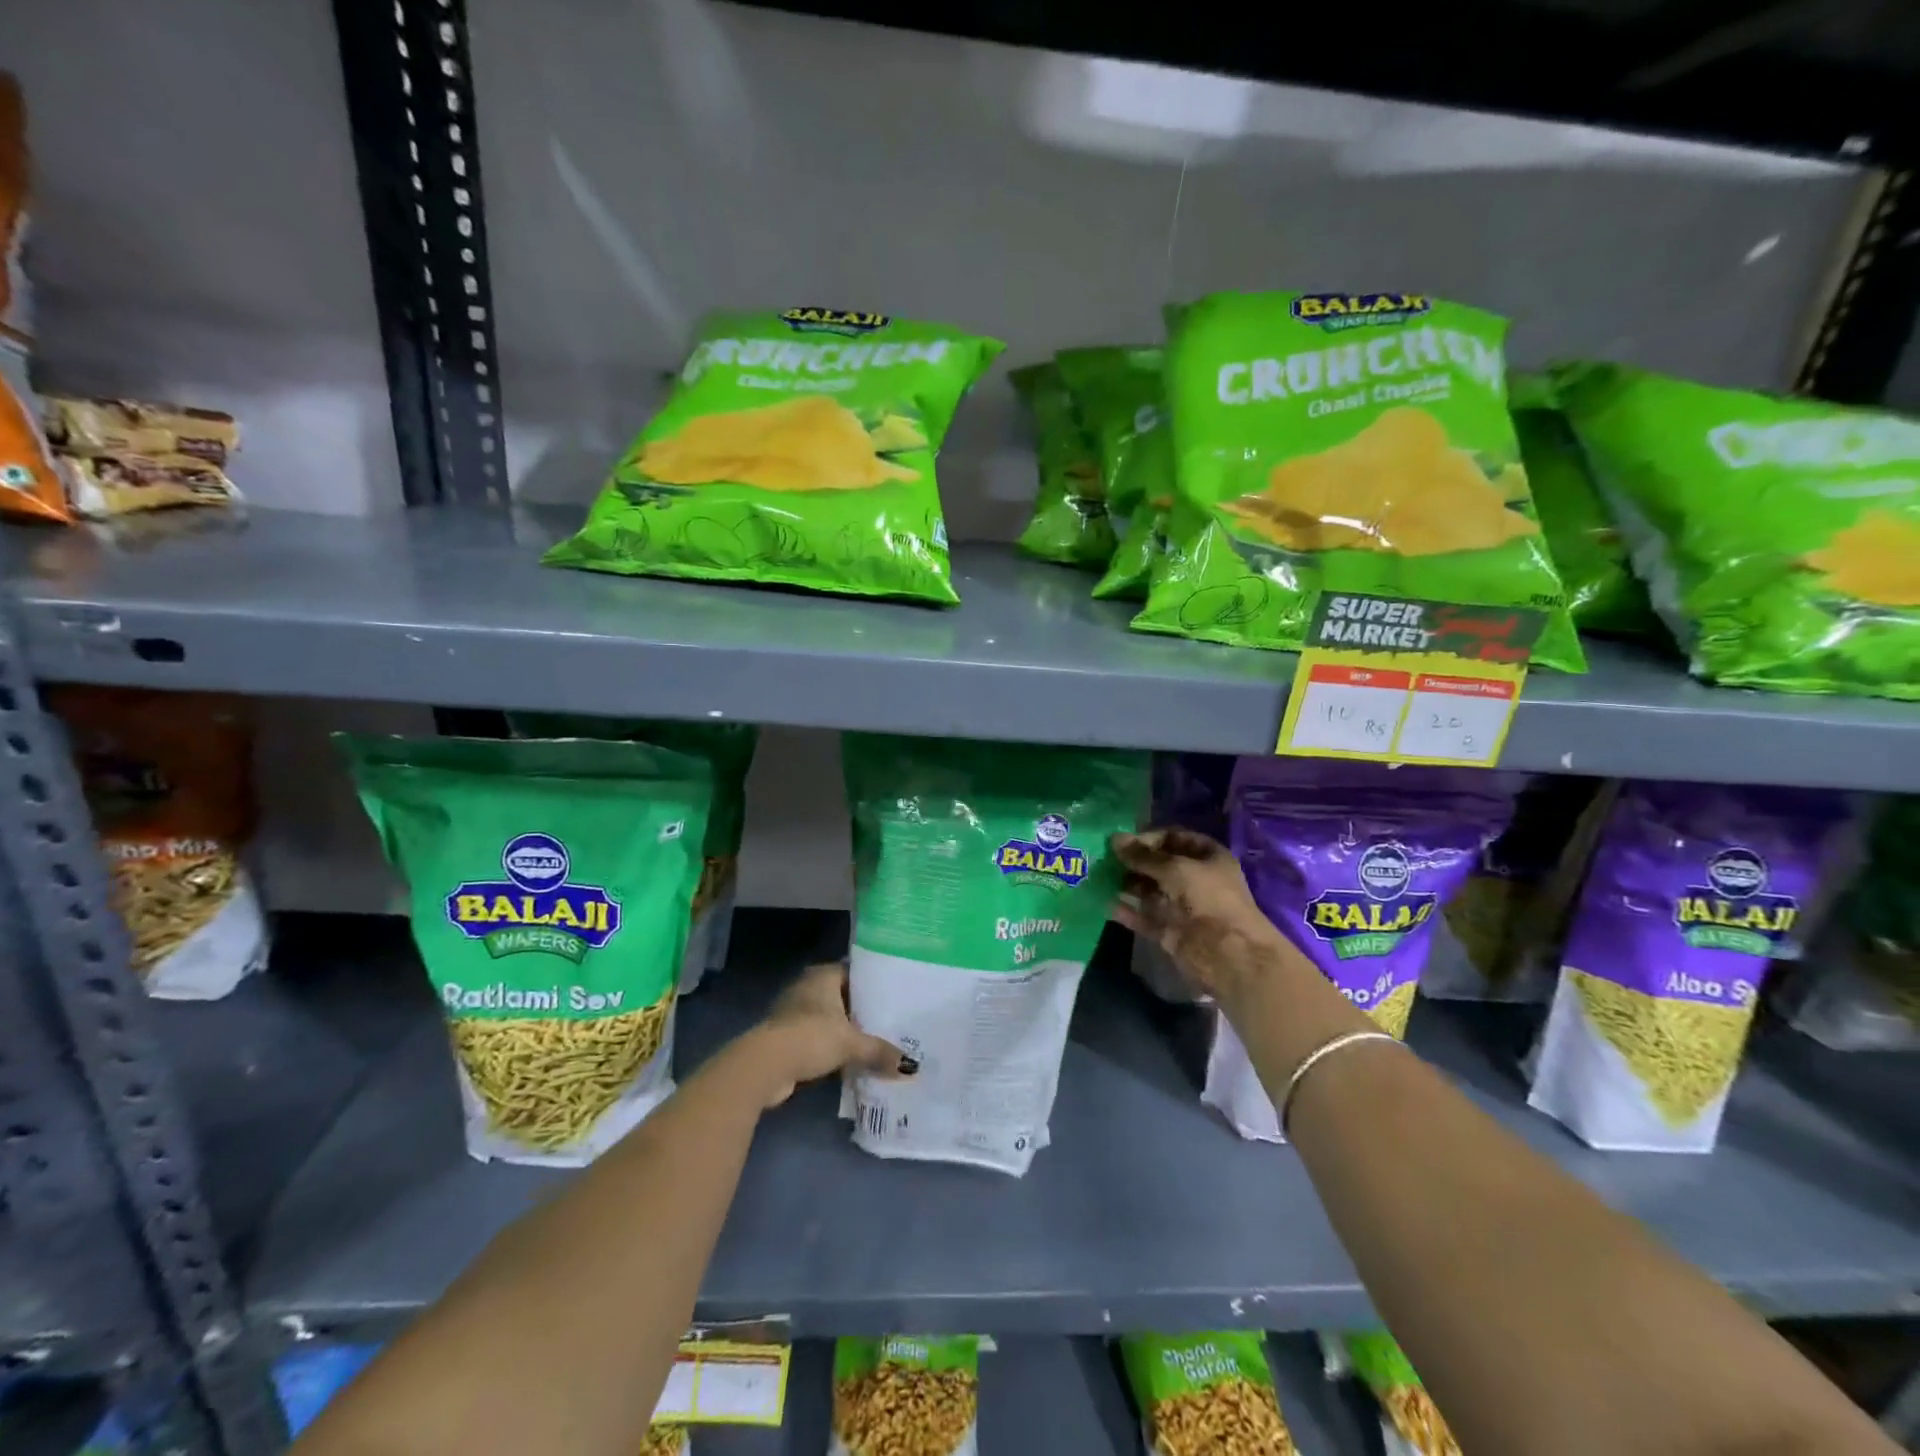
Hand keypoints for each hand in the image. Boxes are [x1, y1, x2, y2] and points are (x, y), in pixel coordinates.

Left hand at [740, 961, 911, 1107]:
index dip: (874, 984)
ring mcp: (793, 1012)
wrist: (765, 1066)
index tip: (895, 996)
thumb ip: (880, 1052)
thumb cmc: (811, 1037)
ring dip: (845, 1032)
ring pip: (829, 1019)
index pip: (854, 972)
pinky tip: (850, 1061)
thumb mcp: (851, 1044)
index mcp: (823, 976)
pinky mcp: (785, 1037)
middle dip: (862, 1011)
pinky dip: (830, 1048)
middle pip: (842, 997)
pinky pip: (816, 1039)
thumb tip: (911, 1067)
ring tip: (875, 1043)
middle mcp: (807, 987)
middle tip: (890, 1022)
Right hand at [1111, 828, 1287, 998]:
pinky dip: (1127, 911)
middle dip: (1133, 861)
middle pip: (1159, 865)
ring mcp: (1182, 906)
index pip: (1174, 838)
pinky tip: (1106, 904)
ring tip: (1100, 879)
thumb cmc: (1207, 898)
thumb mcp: (1175, 868)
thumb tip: (1114, 839)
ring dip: (1127, 884)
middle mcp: (1195, 879)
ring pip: (1149, 891)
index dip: (1149, 837)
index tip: (1123, 842)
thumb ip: (1143, 856)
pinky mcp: (1170, 931)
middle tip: (1105, 859)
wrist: (1228, 954)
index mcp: (1207, 857)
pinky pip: (1145, 917)